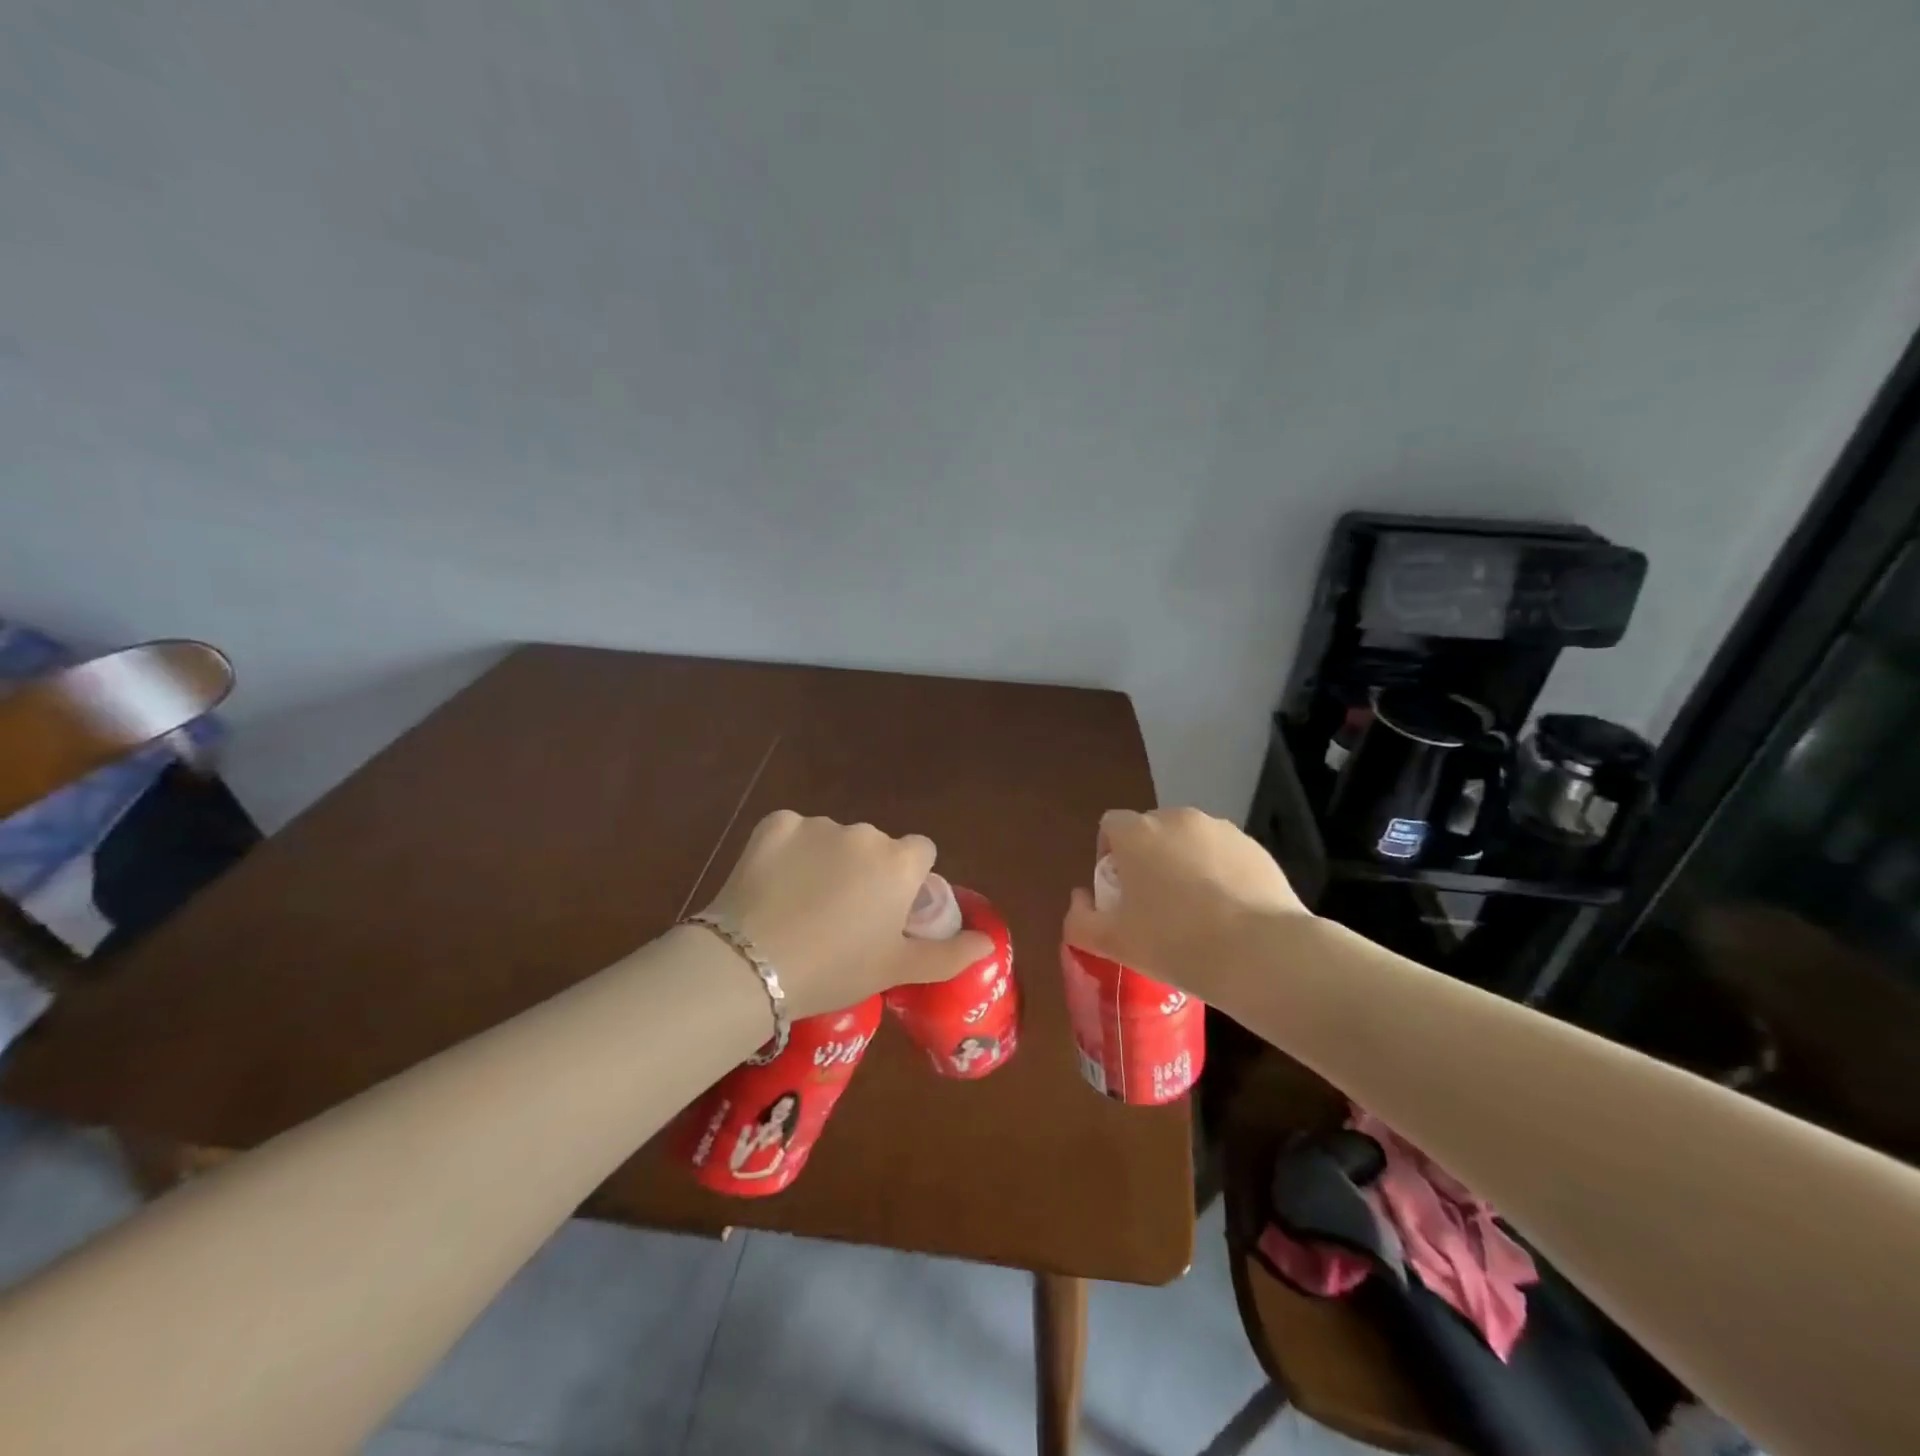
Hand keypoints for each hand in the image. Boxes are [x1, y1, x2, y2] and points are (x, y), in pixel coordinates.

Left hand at [698, 811, 993, 1019]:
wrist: (752, 965)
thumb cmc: (836, 970)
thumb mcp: (897, 968)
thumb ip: (949, 953)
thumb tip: (988, 943)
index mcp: (899, 862)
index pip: (920, 852)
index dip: (907, 880)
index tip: (888, 910)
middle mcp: (865, 833)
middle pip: (876, 846)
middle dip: (866, 870)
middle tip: (842, 915)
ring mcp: (817, 825)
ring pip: (833, 838)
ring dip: (827, 860)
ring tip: (801, 905)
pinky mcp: (775, 823)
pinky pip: (793, 833)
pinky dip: (788, 852)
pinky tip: (773, 885)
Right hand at [1063, 807, 1308, 1001]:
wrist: (1260, 954)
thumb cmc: (1175, 943)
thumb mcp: (1113, 943)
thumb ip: (1080, 919)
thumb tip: (1079, 901)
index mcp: (1137, 833)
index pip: (1110, 826)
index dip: (1109, 856)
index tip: (1119, 893)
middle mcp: (1177, 819)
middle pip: (1151, 831)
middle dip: (1148, 859)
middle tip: (1154, 906)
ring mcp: (1221, 830)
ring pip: (1190, 842)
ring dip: (1184, 864)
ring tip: (1196, 911)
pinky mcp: (1256, 848)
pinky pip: (1224, 855)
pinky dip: (1220, 874)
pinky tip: (1228, 913)